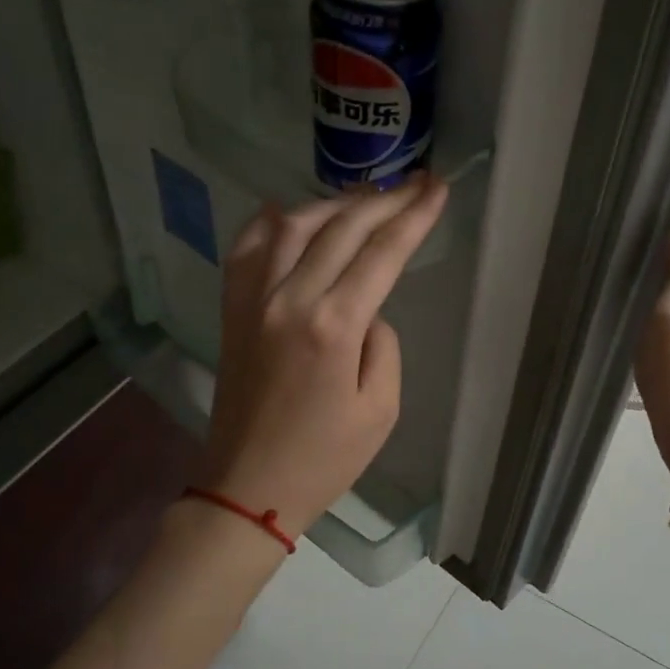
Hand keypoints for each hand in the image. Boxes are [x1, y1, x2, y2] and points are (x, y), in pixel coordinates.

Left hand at [201, 172, 448, 538]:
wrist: (247, 486)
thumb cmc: (324, 459)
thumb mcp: (381, 411)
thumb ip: (383, 346)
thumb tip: (367, 310)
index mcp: (333, 326)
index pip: (381, 253)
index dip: (414, 217)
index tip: (437, 189)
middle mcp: (289, 299)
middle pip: (340, 228)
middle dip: (384, 199)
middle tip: (415, 181)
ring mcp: (252, 300)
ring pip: (292, 225)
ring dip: (333, 202)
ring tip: (365, 195)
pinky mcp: (232, 310)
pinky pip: (246, 248)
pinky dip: (269, 222)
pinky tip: (288, 211)